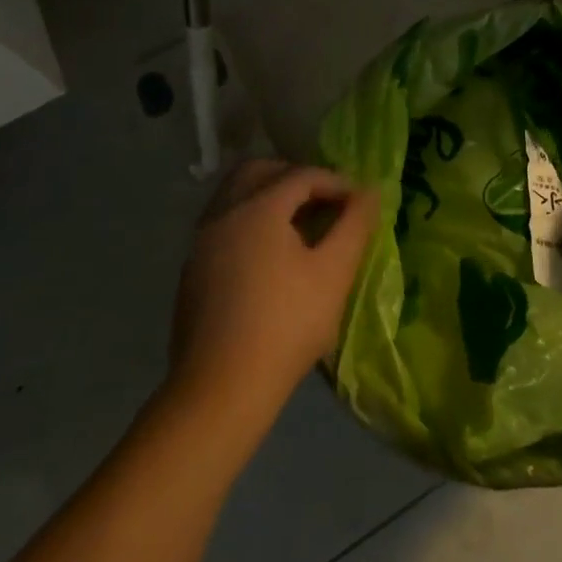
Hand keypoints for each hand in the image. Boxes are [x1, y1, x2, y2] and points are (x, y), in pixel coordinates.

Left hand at [165, 160, 378, 423]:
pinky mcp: (191, 270)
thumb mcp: (334, 272)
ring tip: (302, 226)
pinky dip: (250, 220)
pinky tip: (272, 255)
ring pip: (236, 195)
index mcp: (257, 208)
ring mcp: (201, 242)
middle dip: (295, 177)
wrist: (219, 391)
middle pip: (259, 171)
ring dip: (270, 197)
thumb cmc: (286, 325)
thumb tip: (370, 191)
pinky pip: (224, 223)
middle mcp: (223, 213)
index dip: (335, 182)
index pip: (301, 174)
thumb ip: (355, 224)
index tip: (359, 203)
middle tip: (325, 201)